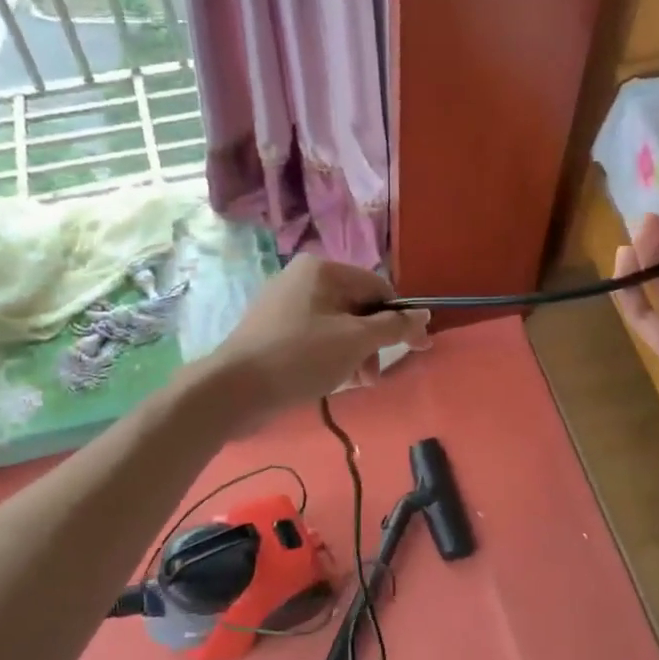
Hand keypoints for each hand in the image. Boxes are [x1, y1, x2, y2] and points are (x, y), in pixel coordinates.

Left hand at [203, 254, 430, 418]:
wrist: (233, 389)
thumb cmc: (300, 357)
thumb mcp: (355, 341)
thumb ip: (394, 327)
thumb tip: (425, 315)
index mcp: (322, 269)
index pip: (378, 288)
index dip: (400, 320)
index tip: (415, 350)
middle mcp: (302, 278)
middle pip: (357, 308)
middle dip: (373, 343)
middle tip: (373, 376)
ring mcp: (284, 305)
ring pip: (337, 326)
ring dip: (355, 355)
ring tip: (355, 383)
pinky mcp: (272, 331)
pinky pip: (315, 339)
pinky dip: (331, 357)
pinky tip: (333, 382)